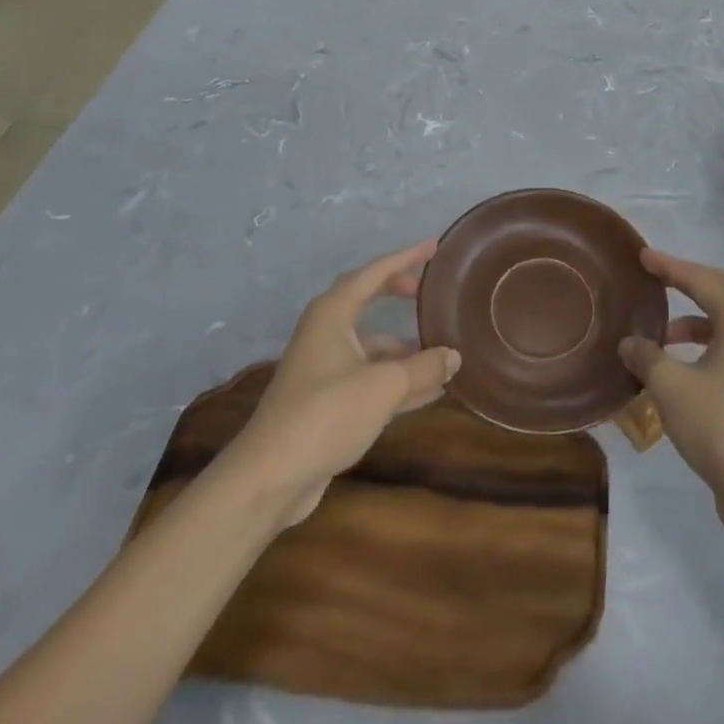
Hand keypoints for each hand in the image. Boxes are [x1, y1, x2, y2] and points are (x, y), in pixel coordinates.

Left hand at [216, 240, 459, 529]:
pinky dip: (397, 379)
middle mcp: (325, 333)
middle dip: (397, 293)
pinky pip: (369, 377)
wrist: (270, 477)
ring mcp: (323, 368)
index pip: (374, 272)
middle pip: (366, 301)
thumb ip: (424, 367)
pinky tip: (428, 392)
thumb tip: (454, 356)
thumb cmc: (326, 414)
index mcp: (332, 314)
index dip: (406, 257)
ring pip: (370, 345)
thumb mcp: (384, 386)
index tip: (433, 247)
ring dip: (403, 347)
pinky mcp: (325, 401)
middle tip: (427, 291)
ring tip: (442, 352)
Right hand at [619, 249, 723, 519]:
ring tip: (663, 334)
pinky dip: (707, 343)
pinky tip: (683, 364)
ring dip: (696, 319)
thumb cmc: (719, 426)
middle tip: (659, 277)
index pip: (703, 280)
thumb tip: (630, 343)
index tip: (643, 256)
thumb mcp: (670, 387)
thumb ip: (647, 357)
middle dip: (691, 281)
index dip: (671, 266)